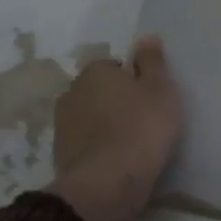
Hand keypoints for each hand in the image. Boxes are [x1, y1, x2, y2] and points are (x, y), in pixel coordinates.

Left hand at [49, 36, 182, 220]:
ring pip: (90, 118)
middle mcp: (71, 92)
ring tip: (130, 145)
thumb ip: (152, 62)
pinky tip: (116, 162)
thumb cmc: (141, 128)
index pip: (114, 67)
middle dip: (115, 102)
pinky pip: (85, 144)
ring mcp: (62, 126)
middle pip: (99, 92)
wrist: (107, 184)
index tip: (149, 100)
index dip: (133, 82)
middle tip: (143, 121)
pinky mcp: (60, 156)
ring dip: (104, 127)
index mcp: (95, 72)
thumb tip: (146, 37)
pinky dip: (98, 150)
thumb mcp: (160, 89)